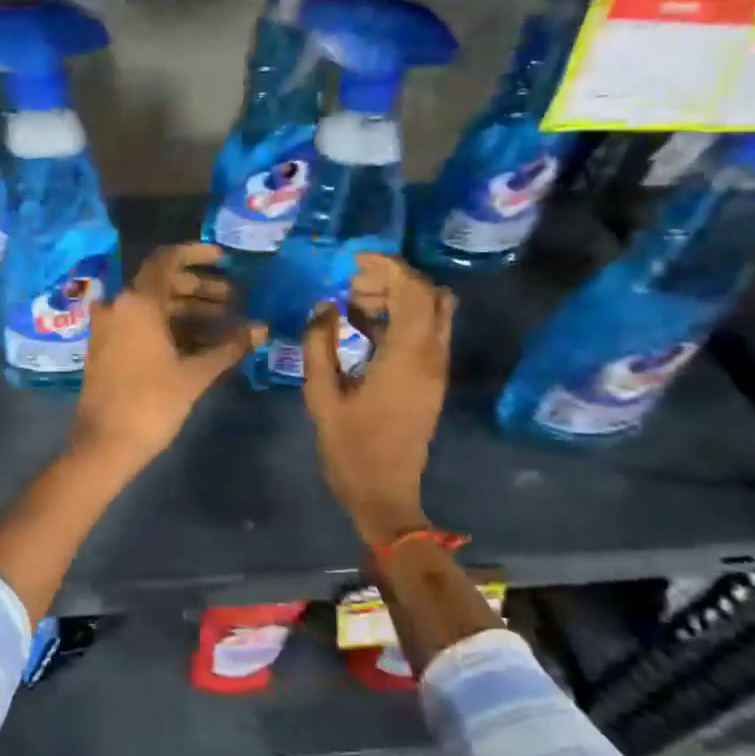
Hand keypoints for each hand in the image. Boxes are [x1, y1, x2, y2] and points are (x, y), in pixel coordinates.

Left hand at [68, 243, 264, 472]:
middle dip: (200, 289)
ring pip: (153, 307)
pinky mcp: (107, 348)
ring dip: (188, 311)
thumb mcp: (195, 374)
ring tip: (225, 324)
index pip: (167, 260)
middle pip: (162, 284)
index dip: (197, 254)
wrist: (103, 445)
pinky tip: (199, 343)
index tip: (225, 259)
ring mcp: (109, 327)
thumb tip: (262, 329)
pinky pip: (141, 325)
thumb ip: (229, 347)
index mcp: (137, 302)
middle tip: (234, 300)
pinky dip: (169, 328)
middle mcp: (119, 306)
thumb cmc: (151, 404)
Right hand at [302, 253, 454, 548]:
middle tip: (350, 284)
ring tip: (351, 304)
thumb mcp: (322, 396)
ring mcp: (435, 369)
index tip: (353, 260)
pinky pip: (424, 332)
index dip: (387, 267)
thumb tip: (324, 307)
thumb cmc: (350, 448)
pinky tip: (362, 326)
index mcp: (407, 358)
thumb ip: (320, 346)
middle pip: (430, 295)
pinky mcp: (430, 380)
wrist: (384, 495)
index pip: (412, 292)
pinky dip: (399, 318)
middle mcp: (431, 357)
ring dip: (397, 297)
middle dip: (393, 279)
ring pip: (431, 312)